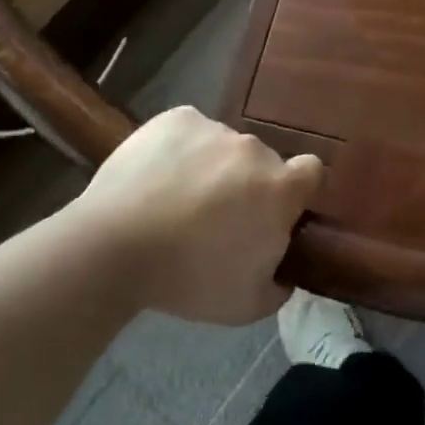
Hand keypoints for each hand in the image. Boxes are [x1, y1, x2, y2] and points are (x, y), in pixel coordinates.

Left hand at [67, 107, 323, 324]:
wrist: (113, 247)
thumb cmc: (188, 278)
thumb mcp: (246, 306)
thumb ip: (278, 286)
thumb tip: (283, 274)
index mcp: (280, 188)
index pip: (312, 172)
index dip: (298, 191)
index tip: (276, 213)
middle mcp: (255, 149)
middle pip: (262, 163)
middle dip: (248, 185)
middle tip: (217, 219)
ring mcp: (215, 129)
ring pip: (223, 147)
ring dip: (212, 168)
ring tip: (176, 200)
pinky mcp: (177, 118)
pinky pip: (190, 131)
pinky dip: (181, 149)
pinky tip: (157, 177)